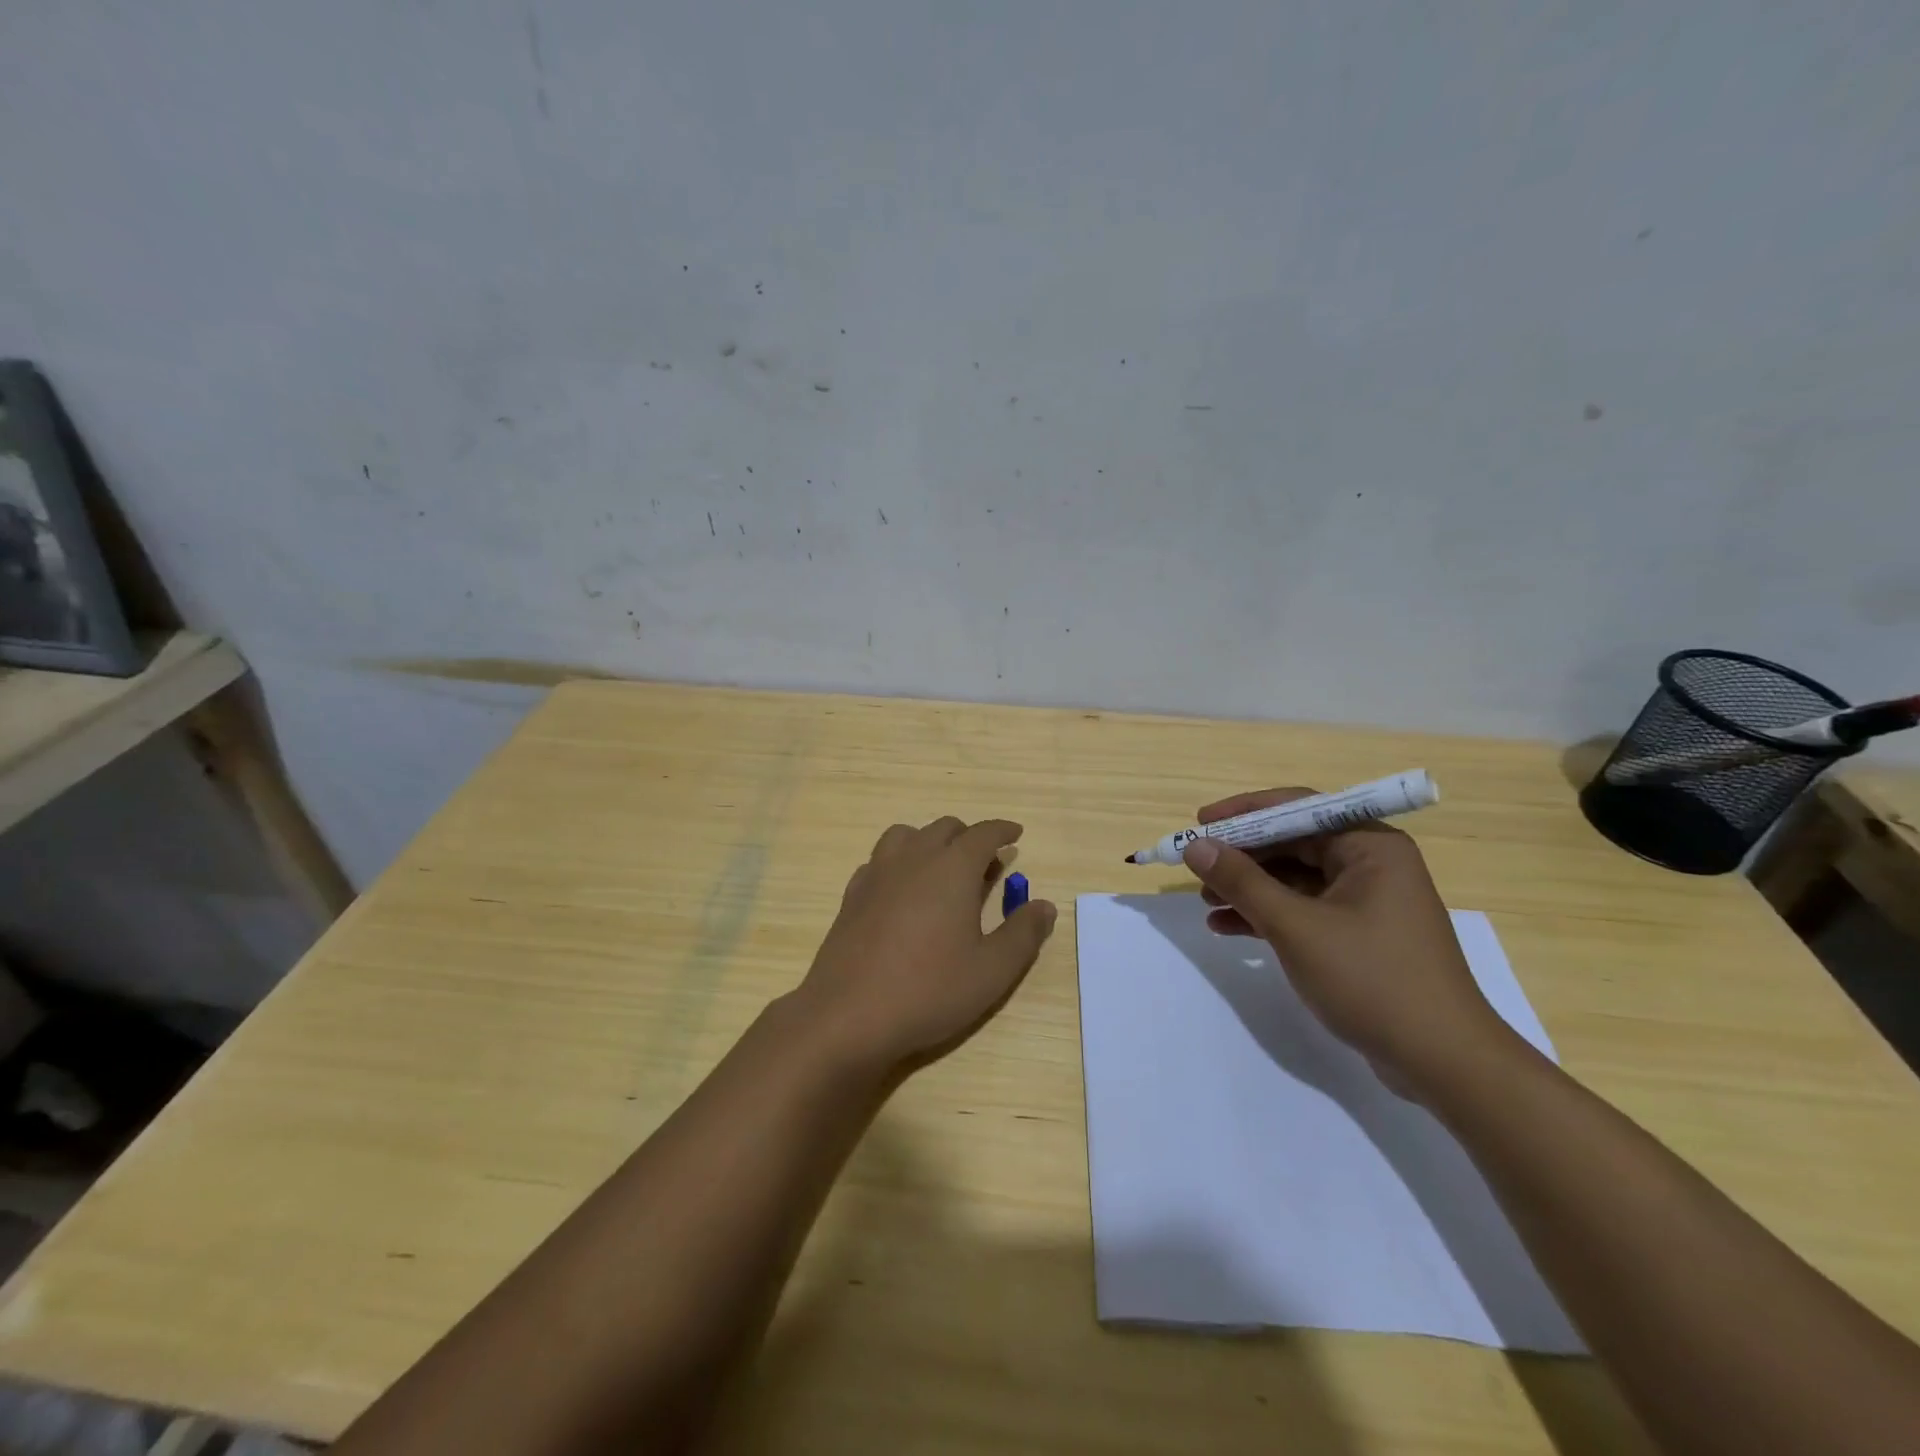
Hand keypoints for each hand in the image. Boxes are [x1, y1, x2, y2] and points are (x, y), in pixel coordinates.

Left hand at [792, 816, 1057, 1073]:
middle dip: (969, 837)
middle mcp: (914, 858)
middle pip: (944, 828)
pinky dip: (899, 863)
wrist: (849, 1014)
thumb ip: (1023, 933)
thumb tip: (1044, 905)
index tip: (1015, 834)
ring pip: (907, 835)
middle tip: (985, 863)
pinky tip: (903, 891)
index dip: (1003, 830)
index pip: (983, 833)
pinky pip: (880, 860)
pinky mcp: (852, 894)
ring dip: (930, 842)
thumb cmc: (929, 990)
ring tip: (942, 870)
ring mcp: (878, 873)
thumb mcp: (992, 970)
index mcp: (952, 868)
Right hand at [1180, 788, 1517, 1097]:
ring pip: (1294, 879)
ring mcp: (1367, 901)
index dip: (1244, 813)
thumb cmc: (1371, 979)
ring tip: (1206, 902)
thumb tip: (1195, 847)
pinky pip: (1304, 910)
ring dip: (1249, 889)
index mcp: (1370, 846)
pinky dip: (1267, 916)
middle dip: (1243, 856)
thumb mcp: (1295, 927)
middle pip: (1293, 843)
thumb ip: (1242, 882)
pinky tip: (1226, 928)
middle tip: (1197, 867)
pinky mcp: (1360, 935)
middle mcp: (1371, 864)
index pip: (1298, 809)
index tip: (1200, 824)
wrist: (1443, 1063)